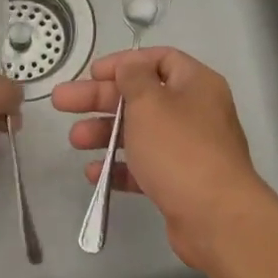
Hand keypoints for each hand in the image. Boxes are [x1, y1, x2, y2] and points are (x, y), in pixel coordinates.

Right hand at [52, 47, 277, 268]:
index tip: (93, 74)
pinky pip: (145, 167)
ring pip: (140, 133)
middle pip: (141, 97)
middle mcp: (195, 112)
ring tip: (74, 141)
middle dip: (100, 100)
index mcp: (196, 84)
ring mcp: (189, 149)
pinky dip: (120, 167)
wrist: (215, 217)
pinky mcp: (180, 182)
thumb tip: (129, 64)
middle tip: (62, 102)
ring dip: (105, 134)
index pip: (159, 60)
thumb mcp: (149, 103)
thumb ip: (133, 78)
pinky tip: (95, 173)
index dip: (124, 63)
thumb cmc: (179, 149)